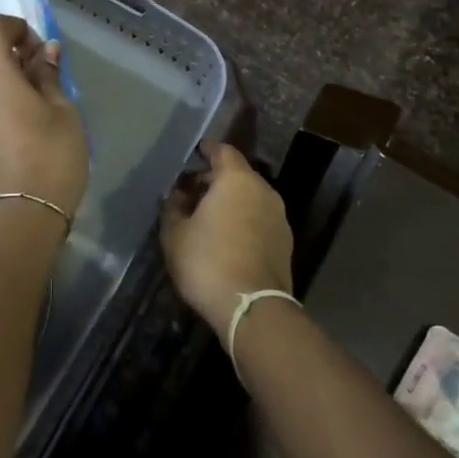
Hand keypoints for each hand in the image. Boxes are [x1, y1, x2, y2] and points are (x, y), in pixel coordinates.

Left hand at [0, 14, 87, 219]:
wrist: (22, 215)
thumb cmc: (50, 154)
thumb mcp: (62, 110)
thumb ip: (49, 75)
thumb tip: (45, 51)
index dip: (14, 27)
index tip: (40, 48)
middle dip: (15, 55)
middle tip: (47, 75)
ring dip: (8, 81)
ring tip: (40, 102)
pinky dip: (1, 102)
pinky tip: (28, 125)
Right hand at [160, 142, 292, 339]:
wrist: (251, 307)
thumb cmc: (207, 261)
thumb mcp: (175, 234)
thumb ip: (173, 207)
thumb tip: (178, 195)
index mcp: (237, 180)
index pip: (223, 151)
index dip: (207, 150)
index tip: (195, 152)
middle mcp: (264, 191)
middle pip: (238, 175)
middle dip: (215, 179)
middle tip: (192, 191)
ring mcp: (279, 217)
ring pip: (250, 198)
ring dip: (230, 202)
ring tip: (207, 217)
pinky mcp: (285, 243)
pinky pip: (259, 220)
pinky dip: (243, 220)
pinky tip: (226, 238)